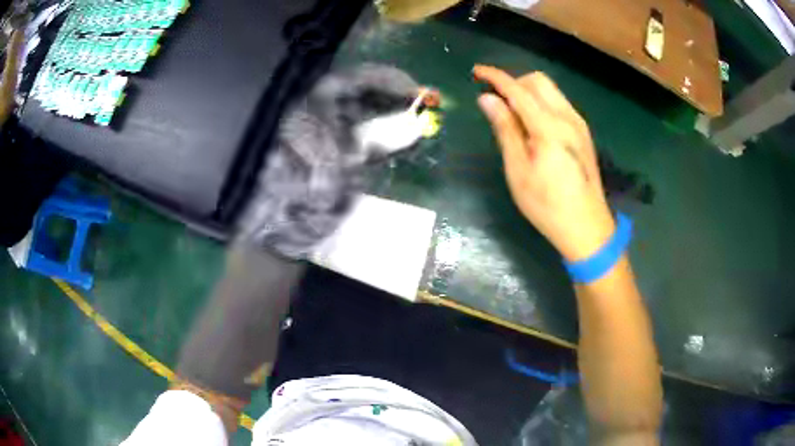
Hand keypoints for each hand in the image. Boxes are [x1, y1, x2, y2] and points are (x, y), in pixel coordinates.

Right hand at [473, 65, 614, 261]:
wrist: (587, 228)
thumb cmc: (547, 205)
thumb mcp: (518, 171)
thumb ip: (505, 130)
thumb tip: (487, 99)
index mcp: (549, 127)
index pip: (518, 89)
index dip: (495, 77)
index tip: (477, 71)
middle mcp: (567, 117)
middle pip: (538, 81)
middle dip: (514, 82)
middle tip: (497, 100)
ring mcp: (579, 124)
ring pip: (551, 90)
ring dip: (528, 91)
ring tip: (513, 114)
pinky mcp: (584, 133)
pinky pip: (559, 103)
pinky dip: (542, 102)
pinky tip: (534, 125)